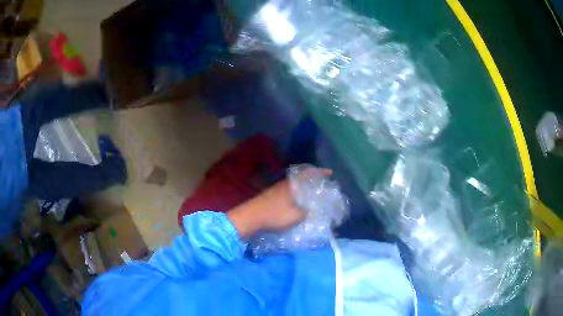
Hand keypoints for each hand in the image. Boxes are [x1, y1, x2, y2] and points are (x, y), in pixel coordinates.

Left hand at [227, 168, 331, 238]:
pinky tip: (297, 203)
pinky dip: (296, 195)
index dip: (320, 172)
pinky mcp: (270, 197)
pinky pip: (288, 192)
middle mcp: (284, 184)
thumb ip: (306, 212)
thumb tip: (310, 210)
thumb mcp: (296, 216)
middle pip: (301, 178)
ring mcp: (275, 190)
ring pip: (294, 186)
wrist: (249, 218)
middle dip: (312, 180)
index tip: (330, 173)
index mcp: (291, 184)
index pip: (308, 174)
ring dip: (303, 189)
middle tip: (322, 185)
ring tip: (312, 195)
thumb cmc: (274, 215)